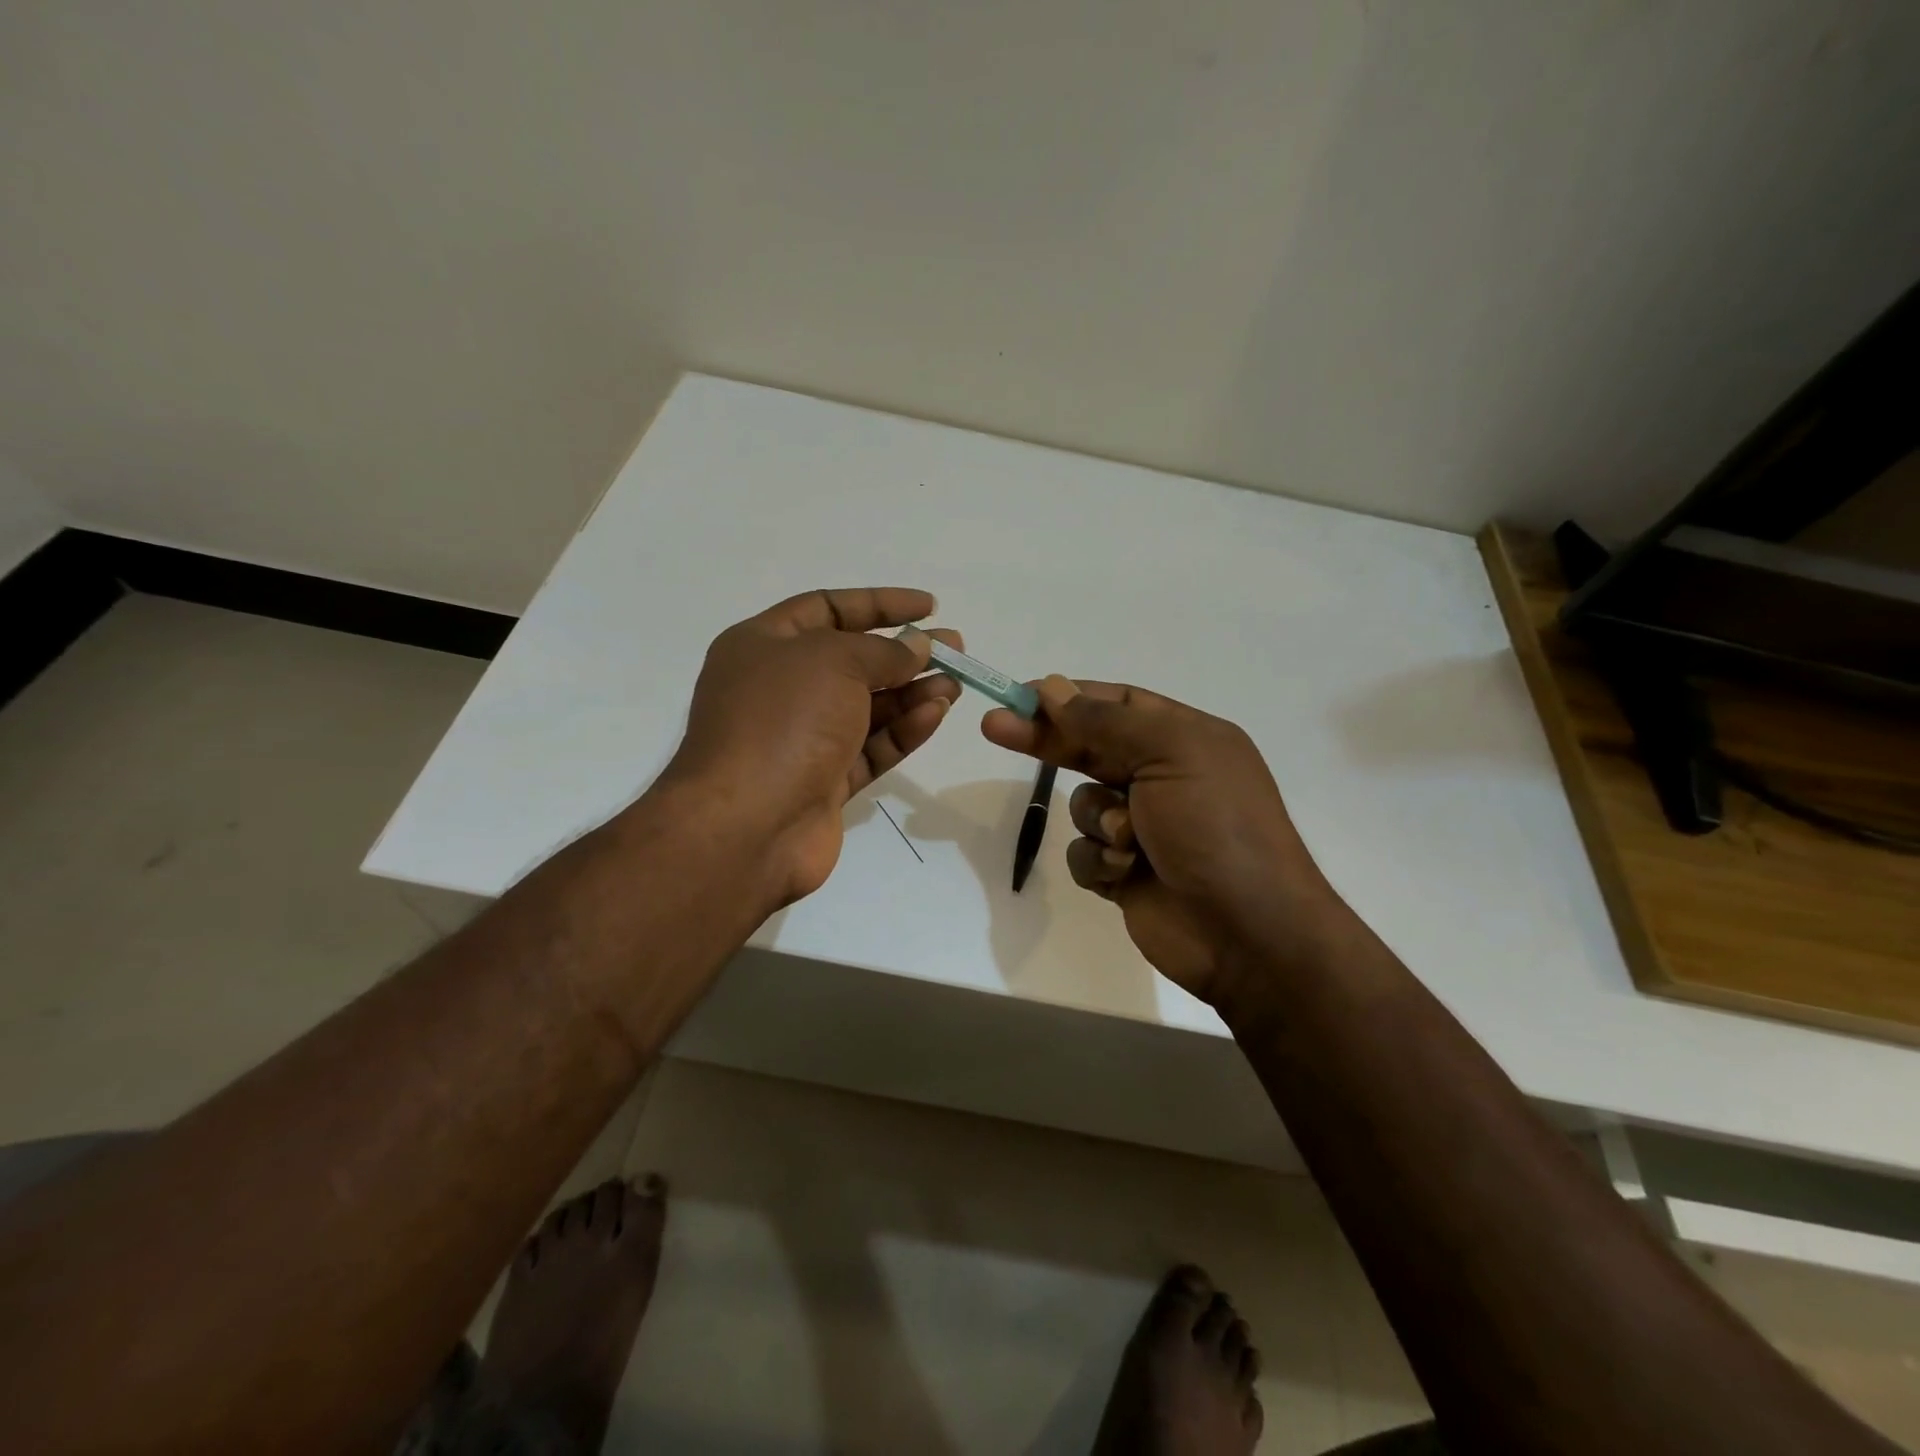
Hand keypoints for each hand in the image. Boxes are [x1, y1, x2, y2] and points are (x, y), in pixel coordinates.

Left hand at [664, 588, 961, 907]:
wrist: (747, 825)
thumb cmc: (783, 721)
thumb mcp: (834, 661)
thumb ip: (883, 651)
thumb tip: (917, 647)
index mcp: (762, 646)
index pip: (827, 609)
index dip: (880, 604)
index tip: (929, 607)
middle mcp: (779, 689)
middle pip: (851, 661)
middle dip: (904, 654)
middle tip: (954, 650)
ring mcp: (801, 739)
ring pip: (866, 707)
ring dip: (912, 693)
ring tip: (955, 684)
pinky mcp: (823, 782)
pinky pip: (869, 747)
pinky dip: (902, 731)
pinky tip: (935, 714)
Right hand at [981, 676, 1344, 1006]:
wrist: (1249, 933)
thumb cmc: (1216, 828)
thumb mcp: (1170, 753)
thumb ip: (1106, 720)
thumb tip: (1053, 687)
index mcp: (1185, 738)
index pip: (1116, 704)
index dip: (1067, 697)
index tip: (1019, 697)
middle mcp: (1164, 776)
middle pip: (1089, 747)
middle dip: (1046, 740)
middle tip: (994, 727)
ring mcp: (1143, 827)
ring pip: (1083, 805)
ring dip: (1097, 819)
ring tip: (1127, 839)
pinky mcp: (1125, 872)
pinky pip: (1085, 853)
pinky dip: (1099, 861)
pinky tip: (1125, 873)